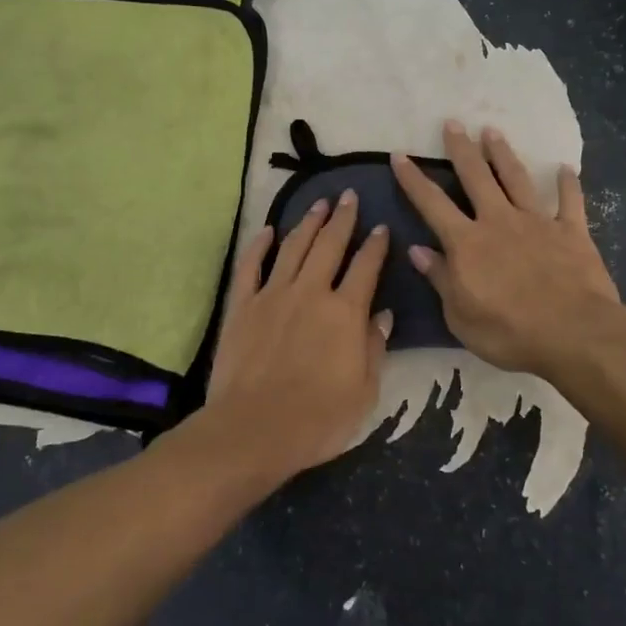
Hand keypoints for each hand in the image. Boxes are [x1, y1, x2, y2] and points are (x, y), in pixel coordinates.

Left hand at [187, 192, 392, 486]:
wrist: (253, 429)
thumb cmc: (318, 418)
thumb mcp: (364, 391)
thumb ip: (374, 348)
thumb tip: (383, 315)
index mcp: (345, 312)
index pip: (366, 267)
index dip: (376, 245)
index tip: (382, 227)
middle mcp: (310, 293)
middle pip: (329, 245)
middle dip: (342, 218)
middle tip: (348, 196)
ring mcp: (272, 295)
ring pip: (293, 248)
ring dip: (307, 223)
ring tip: (318, 205)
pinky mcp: (242, 306)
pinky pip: (251, 267)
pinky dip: (259, 246)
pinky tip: (266, 231)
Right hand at [391, 122, 620, 382]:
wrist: (573, 333)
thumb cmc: (508, 332)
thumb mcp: (460, 315)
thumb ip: (440, 278)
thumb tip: (418, 250)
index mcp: (467, 243)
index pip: (431, 204)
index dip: (413, 179)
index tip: (399, 155)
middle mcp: (498, 221)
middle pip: (476, 177)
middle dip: (461, 149)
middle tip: (452, 123)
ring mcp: (537, 222)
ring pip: (516, 179)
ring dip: (503, 154)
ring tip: (492, 131)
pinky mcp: (572, 232)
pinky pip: (569, 202)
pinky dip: (567, 184)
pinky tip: (565, 168)